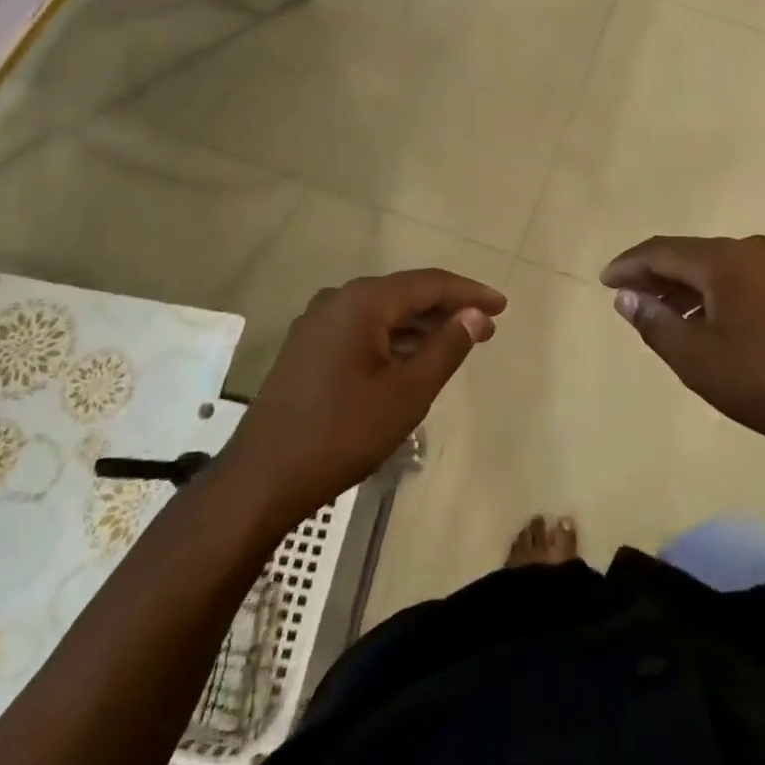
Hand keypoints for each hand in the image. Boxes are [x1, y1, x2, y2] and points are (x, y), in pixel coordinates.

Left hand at [225, 269, 505, 525]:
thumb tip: (477, 316)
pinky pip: (362, 331)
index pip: (428, 284)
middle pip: (404, 295)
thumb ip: (447, 348)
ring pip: (382, 314)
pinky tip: (412, 360)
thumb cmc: (342, 433)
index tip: (502, 307)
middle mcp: (337, 300)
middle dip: (447, 310)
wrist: (261, 480)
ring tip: (456, 344)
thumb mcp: (407, 393)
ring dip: (421, 327)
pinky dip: (393, 340)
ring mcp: (317, 324)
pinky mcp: (307, 348)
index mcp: (362, 302)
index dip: (469, 293)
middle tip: (485, 328)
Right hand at [601, 235, 764, 461]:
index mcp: (724, 259)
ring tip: (661, 314)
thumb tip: (625, 297)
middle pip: (689, 255)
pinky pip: (740, 278)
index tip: (604, 281)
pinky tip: (704, 319)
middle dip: (655, 275)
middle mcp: (751, 250)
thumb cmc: (760, 380)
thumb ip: (653, 321)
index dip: (629, 265)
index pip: (662, 251)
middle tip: (627, 297)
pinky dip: (714, 293)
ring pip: (716, 267)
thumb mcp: (694, 357)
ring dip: (685, 286)